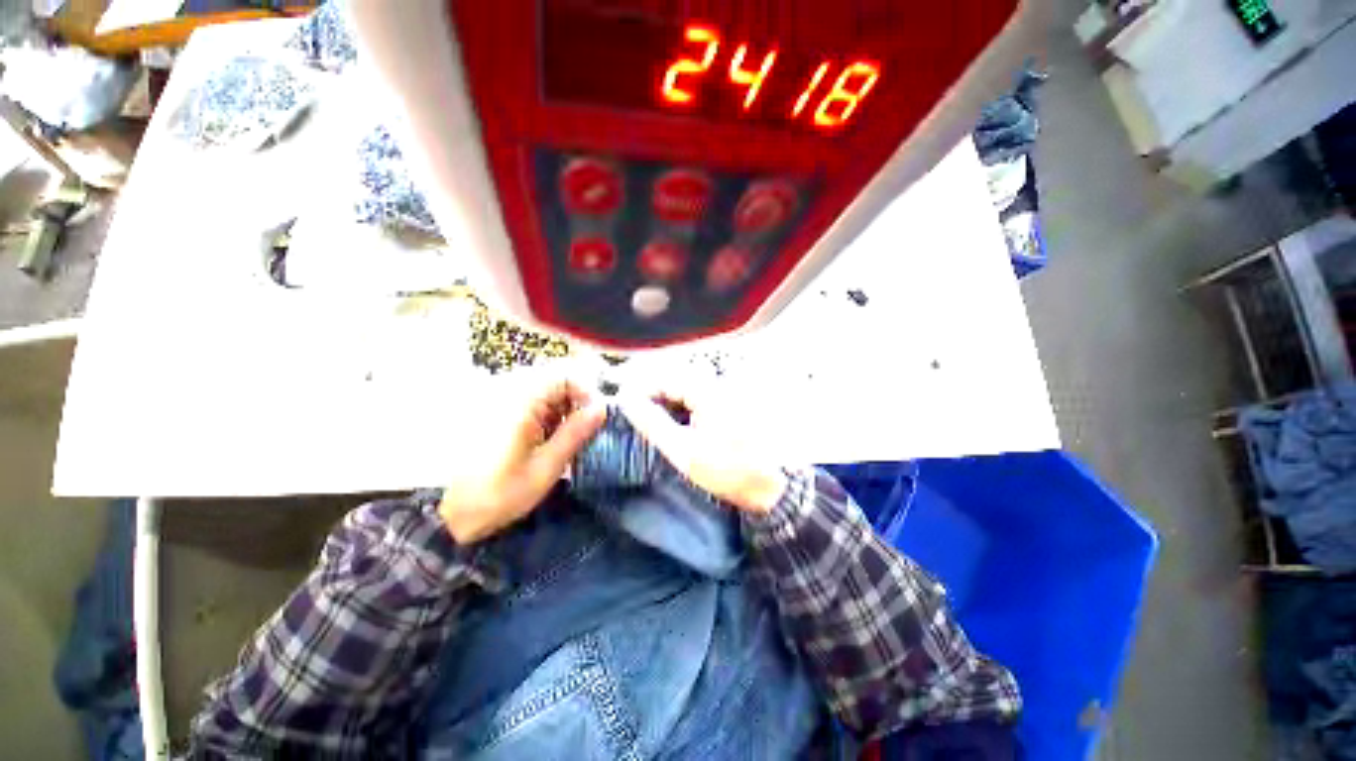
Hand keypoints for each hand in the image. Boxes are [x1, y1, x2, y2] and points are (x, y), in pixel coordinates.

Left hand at [439, 375, 606, 542]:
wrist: (446, 513)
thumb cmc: (499, 493)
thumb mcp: (546, 467)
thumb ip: (575, 433)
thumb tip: (602, 408)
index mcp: (520, 401)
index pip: (566, 375)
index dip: (588, 393)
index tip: (596, 418)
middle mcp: (507, 390)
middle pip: (555, 380)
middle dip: (576, 402)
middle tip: (583, 431)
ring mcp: (497, 398)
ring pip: (543, 390)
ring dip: (561, 409)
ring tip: (564, 439)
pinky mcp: (491, 409)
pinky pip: (528, 400)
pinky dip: (543, 414)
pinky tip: (543, 439)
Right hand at [620, 387, 786, 514]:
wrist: (771, 484)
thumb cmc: (727, 469)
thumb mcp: (683, 451)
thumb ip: (653, 423)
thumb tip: (627, 400)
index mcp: (707, 390)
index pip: (663, 376)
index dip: (638, 387)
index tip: (622, 404)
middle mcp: (718, 381)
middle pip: (674, 374)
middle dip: (650, 389)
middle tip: (632, 408)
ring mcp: (726, 389)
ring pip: (685, 382)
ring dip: (664, 394)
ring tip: (648, 413)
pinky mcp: (729, 399)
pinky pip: (698, 391)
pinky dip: (681, 400)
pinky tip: (673, 417)